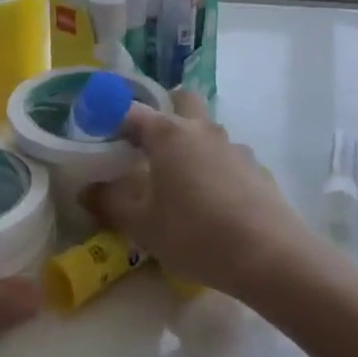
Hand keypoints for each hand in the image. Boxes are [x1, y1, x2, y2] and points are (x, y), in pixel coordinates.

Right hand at [83, 90, 318, 303]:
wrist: (270, 256)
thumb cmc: (195, 234)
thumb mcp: (143, 226)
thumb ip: (111, 204)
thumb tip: (87, 190)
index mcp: (169, 134)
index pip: (133, 111)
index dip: (113, 118)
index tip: (100, 134)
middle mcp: (202, 130)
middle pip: (183, 100)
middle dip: (166, 111)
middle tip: (149, 144)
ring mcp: (234, 147)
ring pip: (208, 130)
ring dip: (193, 144)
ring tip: (181, 183)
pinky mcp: (257, 169)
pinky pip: (228, 158)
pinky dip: (216, 169)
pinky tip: (214, 204)